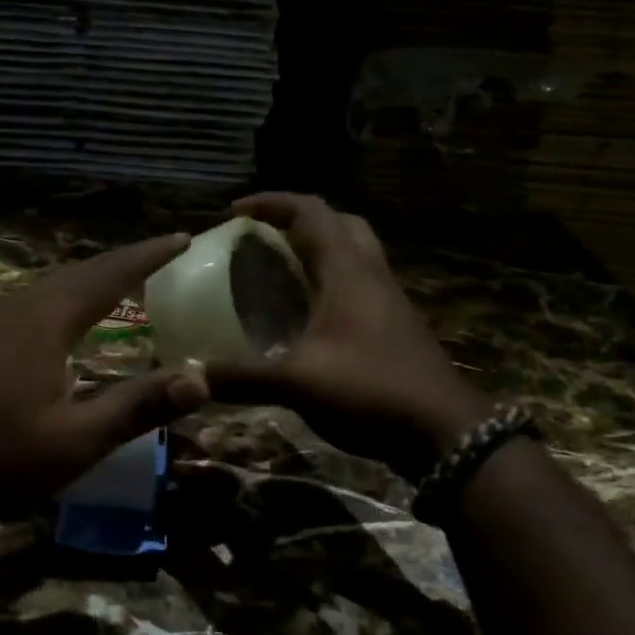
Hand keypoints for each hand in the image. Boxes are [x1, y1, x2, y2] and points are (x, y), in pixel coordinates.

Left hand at [0, 235, 211, 507]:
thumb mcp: (77, 439)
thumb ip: (138, 407)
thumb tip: (201, 380)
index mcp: (46, 319)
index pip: (109, 274)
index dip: (149, 256)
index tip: (182, 237)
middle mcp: (18, 307)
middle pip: (79, 272)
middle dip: (123, 262)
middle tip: (161, 257)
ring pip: (52, 286)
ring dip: (91, 280)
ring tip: (123, 283)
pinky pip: (34, 304)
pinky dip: (67, 300)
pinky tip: (67, 324)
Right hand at [204, 193, 489, 476]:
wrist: (444, 432)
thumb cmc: (371, 390)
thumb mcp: (297, 383)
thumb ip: (242, 377)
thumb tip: (191, 375)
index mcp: (347, 271)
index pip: (310, 211)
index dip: (271, 203)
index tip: (233, 212)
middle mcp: (370, 275)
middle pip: (338, 223)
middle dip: (297, 221)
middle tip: (261, 238)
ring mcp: (387, 301)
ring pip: (351, 254)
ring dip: (315, 252)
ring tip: (276, 271)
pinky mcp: (393, 326)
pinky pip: (356, 286)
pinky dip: (326, 284)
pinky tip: (303, 316)